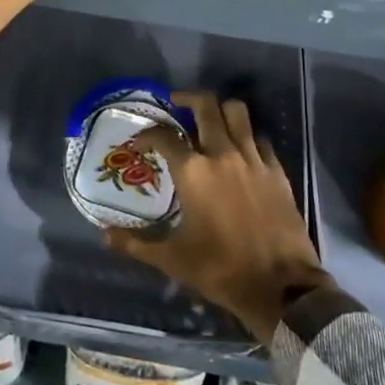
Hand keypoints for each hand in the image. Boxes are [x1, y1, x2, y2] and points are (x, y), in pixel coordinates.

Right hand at [105, 91, 331, 341]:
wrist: (280, 286)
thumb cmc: (221, 270)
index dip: (148, 133)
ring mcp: (253, 159)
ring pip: (237, 112)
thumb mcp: (173, 260)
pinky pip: (260, 138)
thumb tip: (105, 235)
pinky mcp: (276, 170)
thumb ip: (136, 244)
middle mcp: (222, 154)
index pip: (164, 136)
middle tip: (176, 103)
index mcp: (193, 171)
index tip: (140, 141)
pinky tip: (240, 149)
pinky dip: (247, 136)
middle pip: (206, 106)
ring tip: (209, 117)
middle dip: (187, 98)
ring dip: (220, 109)